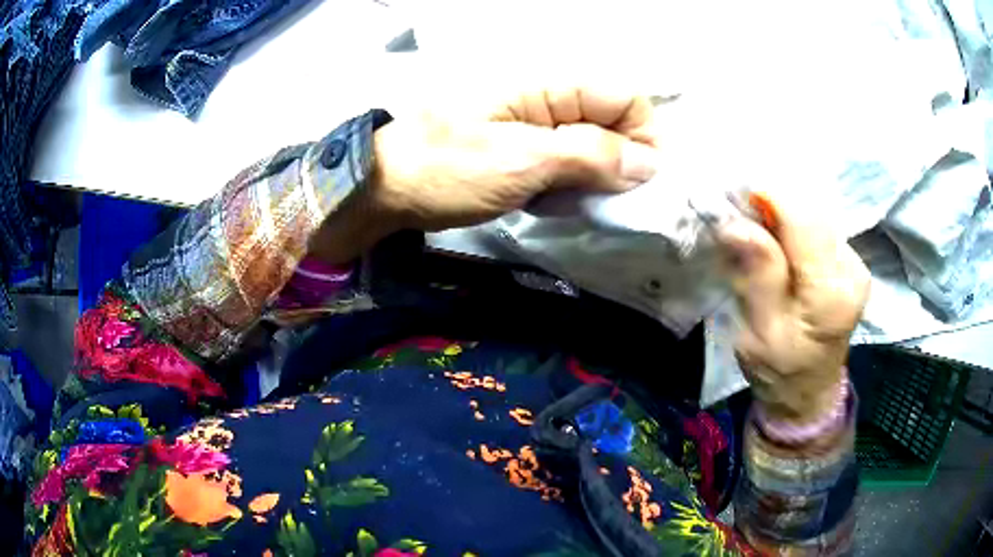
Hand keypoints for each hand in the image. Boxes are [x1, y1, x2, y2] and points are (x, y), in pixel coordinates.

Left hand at [368, 87, 660, 231]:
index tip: (643, 180)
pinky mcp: (523, 149)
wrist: (386, 189)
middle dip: (617, 163)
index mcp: (549, 86)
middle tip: (596, 197)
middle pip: (612, 122)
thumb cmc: (446, 168)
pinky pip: (567, 164)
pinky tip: (548, 201)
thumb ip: (590, 156)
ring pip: (593, 146)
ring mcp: (535, 125)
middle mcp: (549, 99)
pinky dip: (568, 186)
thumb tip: (649, 163)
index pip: (624, 97)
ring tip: (564, 200)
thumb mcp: (522, 160)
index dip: (643, 135)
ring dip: (592, 179)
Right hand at [715, 193, 869, 422]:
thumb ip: (757, 277)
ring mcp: (855, 262)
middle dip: (772, 210)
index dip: (768, 198)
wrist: (808, 391)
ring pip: (813, 215)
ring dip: (781, 220)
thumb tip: (736, 223)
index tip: (735, 204)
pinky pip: (817, 227)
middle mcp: (852, 269)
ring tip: (759, 244)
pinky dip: (793, 230)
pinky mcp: (850, 261)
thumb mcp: (759, 333)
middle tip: (742, 230)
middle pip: (810, 211)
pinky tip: (780, 251)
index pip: (804, 219)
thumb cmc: (779, 371)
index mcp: (832, 292)